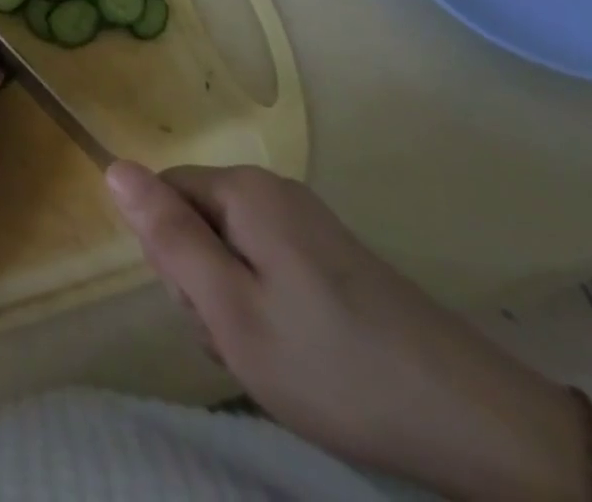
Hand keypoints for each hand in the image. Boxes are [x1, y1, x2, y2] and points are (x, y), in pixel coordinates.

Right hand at [105, 162, 590, 500]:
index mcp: (245, 190)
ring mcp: (309, 224)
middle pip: (198, 220)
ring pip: (231, 249)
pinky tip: (300, 355)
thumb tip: (112, 168)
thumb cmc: (334, 366)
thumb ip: (167, 236)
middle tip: (242, 341)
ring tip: (274, 356)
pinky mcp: (334, 257)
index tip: (204, 309)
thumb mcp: (230, 310)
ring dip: (234, 302)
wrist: (479, 424)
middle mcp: (274, 191)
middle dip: (202, 281)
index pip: (164, 194)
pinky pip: (268, 266)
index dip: (168, 254)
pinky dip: (268, 308)